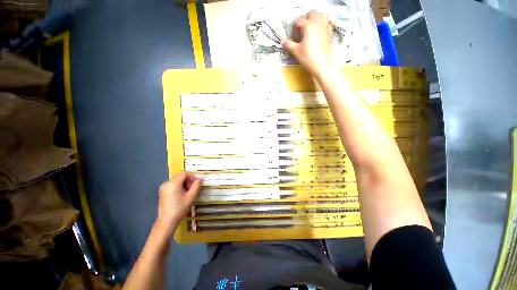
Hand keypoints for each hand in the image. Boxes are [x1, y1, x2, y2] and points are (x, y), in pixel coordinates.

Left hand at [156, 173, 200, 228]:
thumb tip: (199, 179)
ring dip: (184, 184)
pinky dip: (179, 187)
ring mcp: (163, 188)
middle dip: (188, 181)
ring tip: (188, 193)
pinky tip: (182, 195)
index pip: (184, 174)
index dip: (192, 177)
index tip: (197, 184)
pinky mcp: (162, 192)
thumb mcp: (191, 196)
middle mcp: (166, 183)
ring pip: (177, 181)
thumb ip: (196, 186)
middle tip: (193, 189)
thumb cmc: (180, 208)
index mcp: (173, 183)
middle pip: (180, 177)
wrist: (167, 221)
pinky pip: (173, 185)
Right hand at [282, 10, 333, 77]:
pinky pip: (327, 22)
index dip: (293, 28)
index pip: (298, 21)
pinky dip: (322, 23)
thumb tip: (283, 42)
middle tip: (301, 30)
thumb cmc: (308, 58)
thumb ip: (288, 45)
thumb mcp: (296, 52)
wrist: (323, 66)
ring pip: (321, 15)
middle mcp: (318, 22)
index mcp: (308, 25)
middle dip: (305, 19)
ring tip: (310, 29)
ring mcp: (325, 26)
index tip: (291, 36)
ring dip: (314, 19)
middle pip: (311, 13)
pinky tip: (318, 31)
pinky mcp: (330, 33)